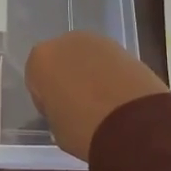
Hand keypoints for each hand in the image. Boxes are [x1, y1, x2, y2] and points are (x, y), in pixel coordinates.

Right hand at [24, 31, 170, 160]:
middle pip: (62, 61)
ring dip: (91, 75)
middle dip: (68, 79)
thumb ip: (55, 109)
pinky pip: (109, 63)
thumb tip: (66, 108)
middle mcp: (66, 42)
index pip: (37, 78)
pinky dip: (112, 76)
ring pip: (87, 59)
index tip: (58, 114)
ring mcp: (98, 42)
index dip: (46, 98)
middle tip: (79, 106)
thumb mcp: (56, 127)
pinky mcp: (125, 48)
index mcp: (40, 59)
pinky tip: (119, 98)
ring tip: (103, 104)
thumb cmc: (83, 128)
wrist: (133, 124)